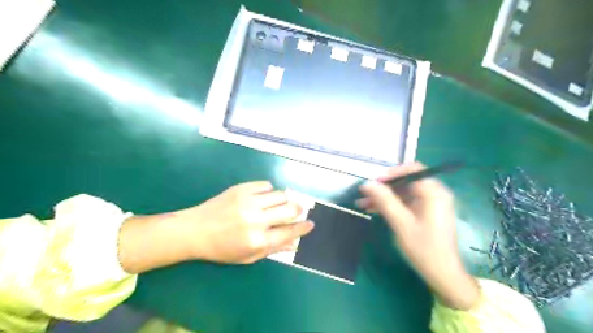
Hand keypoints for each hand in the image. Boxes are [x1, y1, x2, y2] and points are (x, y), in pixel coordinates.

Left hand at [182, 181, 313, 263]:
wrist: (195, 230)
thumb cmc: (222, 248)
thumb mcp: (248, 256)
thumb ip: (273, 250)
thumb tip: (295, 244)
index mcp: (258, 240)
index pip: (290, 231)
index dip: (304, 227)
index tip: (311, 224)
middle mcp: (256, 220)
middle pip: (290, 209)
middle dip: (298, 210)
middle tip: (296, 211)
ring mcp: (249, 201)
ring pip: (281, 194)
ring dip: (283, 200)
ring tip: (276, 205)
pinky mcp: (241, 188)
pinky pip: (266, 185)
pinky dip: (269, 191)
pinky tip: (262, 197)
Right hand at [353, 163, 477, 310]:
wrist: (442, 274)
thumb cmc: (424, 248)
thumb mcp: (401, 223)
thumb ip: (384, 200)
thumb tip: (367, 183)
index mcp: (433, 192)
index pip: (412, 169)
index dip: (391, 173)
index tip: (374, 181)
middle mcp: (433, 193)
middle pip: (405, 181)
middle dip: (383, 187)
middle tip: (364, 193)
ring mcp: (429, 203)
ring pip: (402, 193)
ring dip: (383, 197)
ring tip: (362, 203)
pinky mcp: (424, 212)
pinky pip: (405, 203)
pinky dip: (390, 205)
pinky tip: (372, 209)